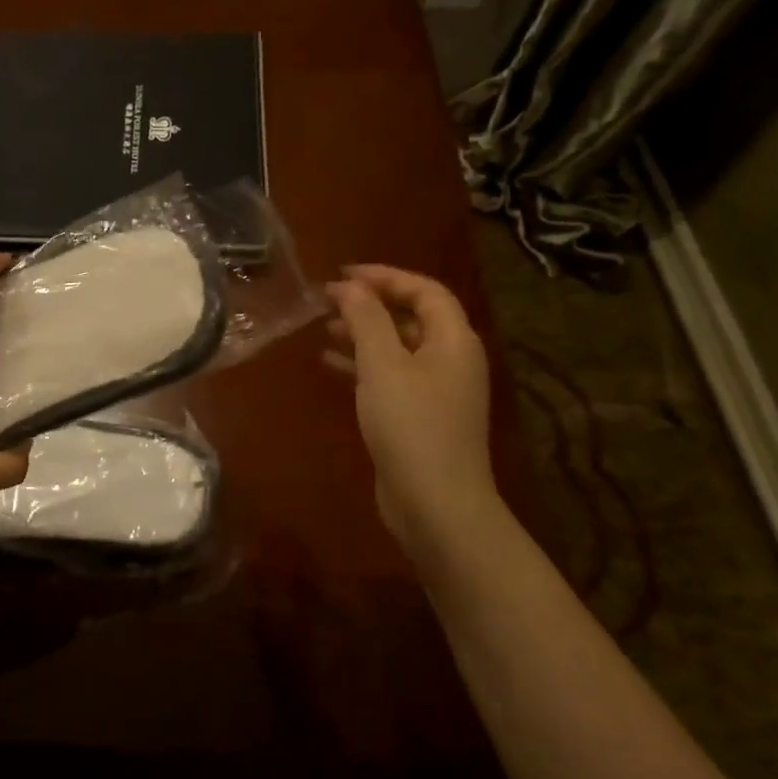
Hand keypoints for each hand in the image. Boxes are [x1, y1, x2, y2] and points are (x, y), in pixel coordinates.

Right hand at [324, 265, 505, 556]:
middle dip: (371, 305)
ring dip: (363, 334)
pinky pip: (391, 377)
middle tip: (328, 300)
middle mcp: (451, 360)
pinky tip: (331, 364)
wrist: (435, 504)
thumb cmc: (410, 425)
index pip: (424, 290)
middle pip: (412, 317)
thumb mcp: (383, 365)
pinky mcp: (421, 418)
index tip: (343, 274)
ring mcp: (438, 392)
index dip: (385, 276)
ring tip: (323, 329)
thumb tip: (350, 286)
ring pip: (398, 348)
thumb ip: (366, 319)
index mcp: (453, 340)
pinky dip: (363, 366)